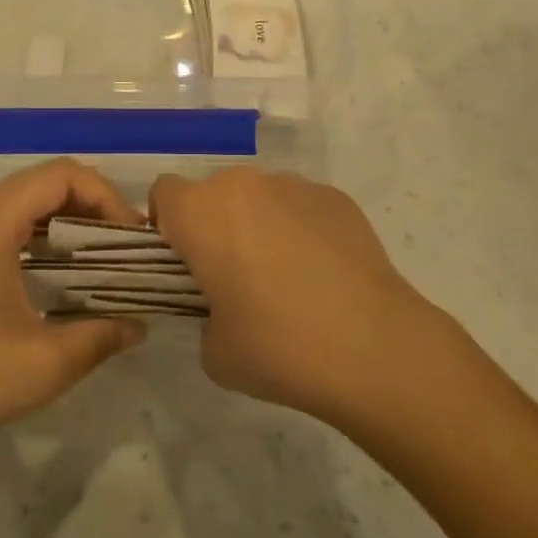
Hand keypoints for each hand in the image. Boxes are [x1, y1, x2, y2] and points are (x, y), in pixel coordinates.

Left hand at [0, 160, 147, 464]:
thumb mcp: (46, 362)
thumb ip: (102, 335)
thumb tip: (139, 323)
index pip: (63, 175)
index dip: (106, 197)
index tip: (133, 239)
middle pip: (49, 182)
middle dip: (95, 206)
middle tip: (127, 248)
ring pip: (32, 203)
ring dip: (73, 221)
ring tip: (106, 259)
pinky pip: (15, 225)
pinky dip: (49, 237)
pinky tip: (67, 276)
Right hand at [150, 167, 440, 423]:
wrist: (373, 347)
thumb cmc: (278, 348)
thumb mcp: (215, 351)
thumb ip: (203, 315)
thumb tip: (224, 308)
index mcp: (201, 213)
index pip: (164, 194)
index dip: (167, 225)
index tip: (184, 263)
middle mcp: (242, 185)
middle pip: (213, 192)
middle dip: (215, 224)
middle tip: (234, 275)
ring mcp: (293, 186)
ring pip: (258, 196)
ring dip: (258, 223)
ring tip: (287, 275)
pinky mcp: (335, 197)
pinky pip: (300, 205)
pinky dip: (300, 227)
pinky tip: (323, 272)